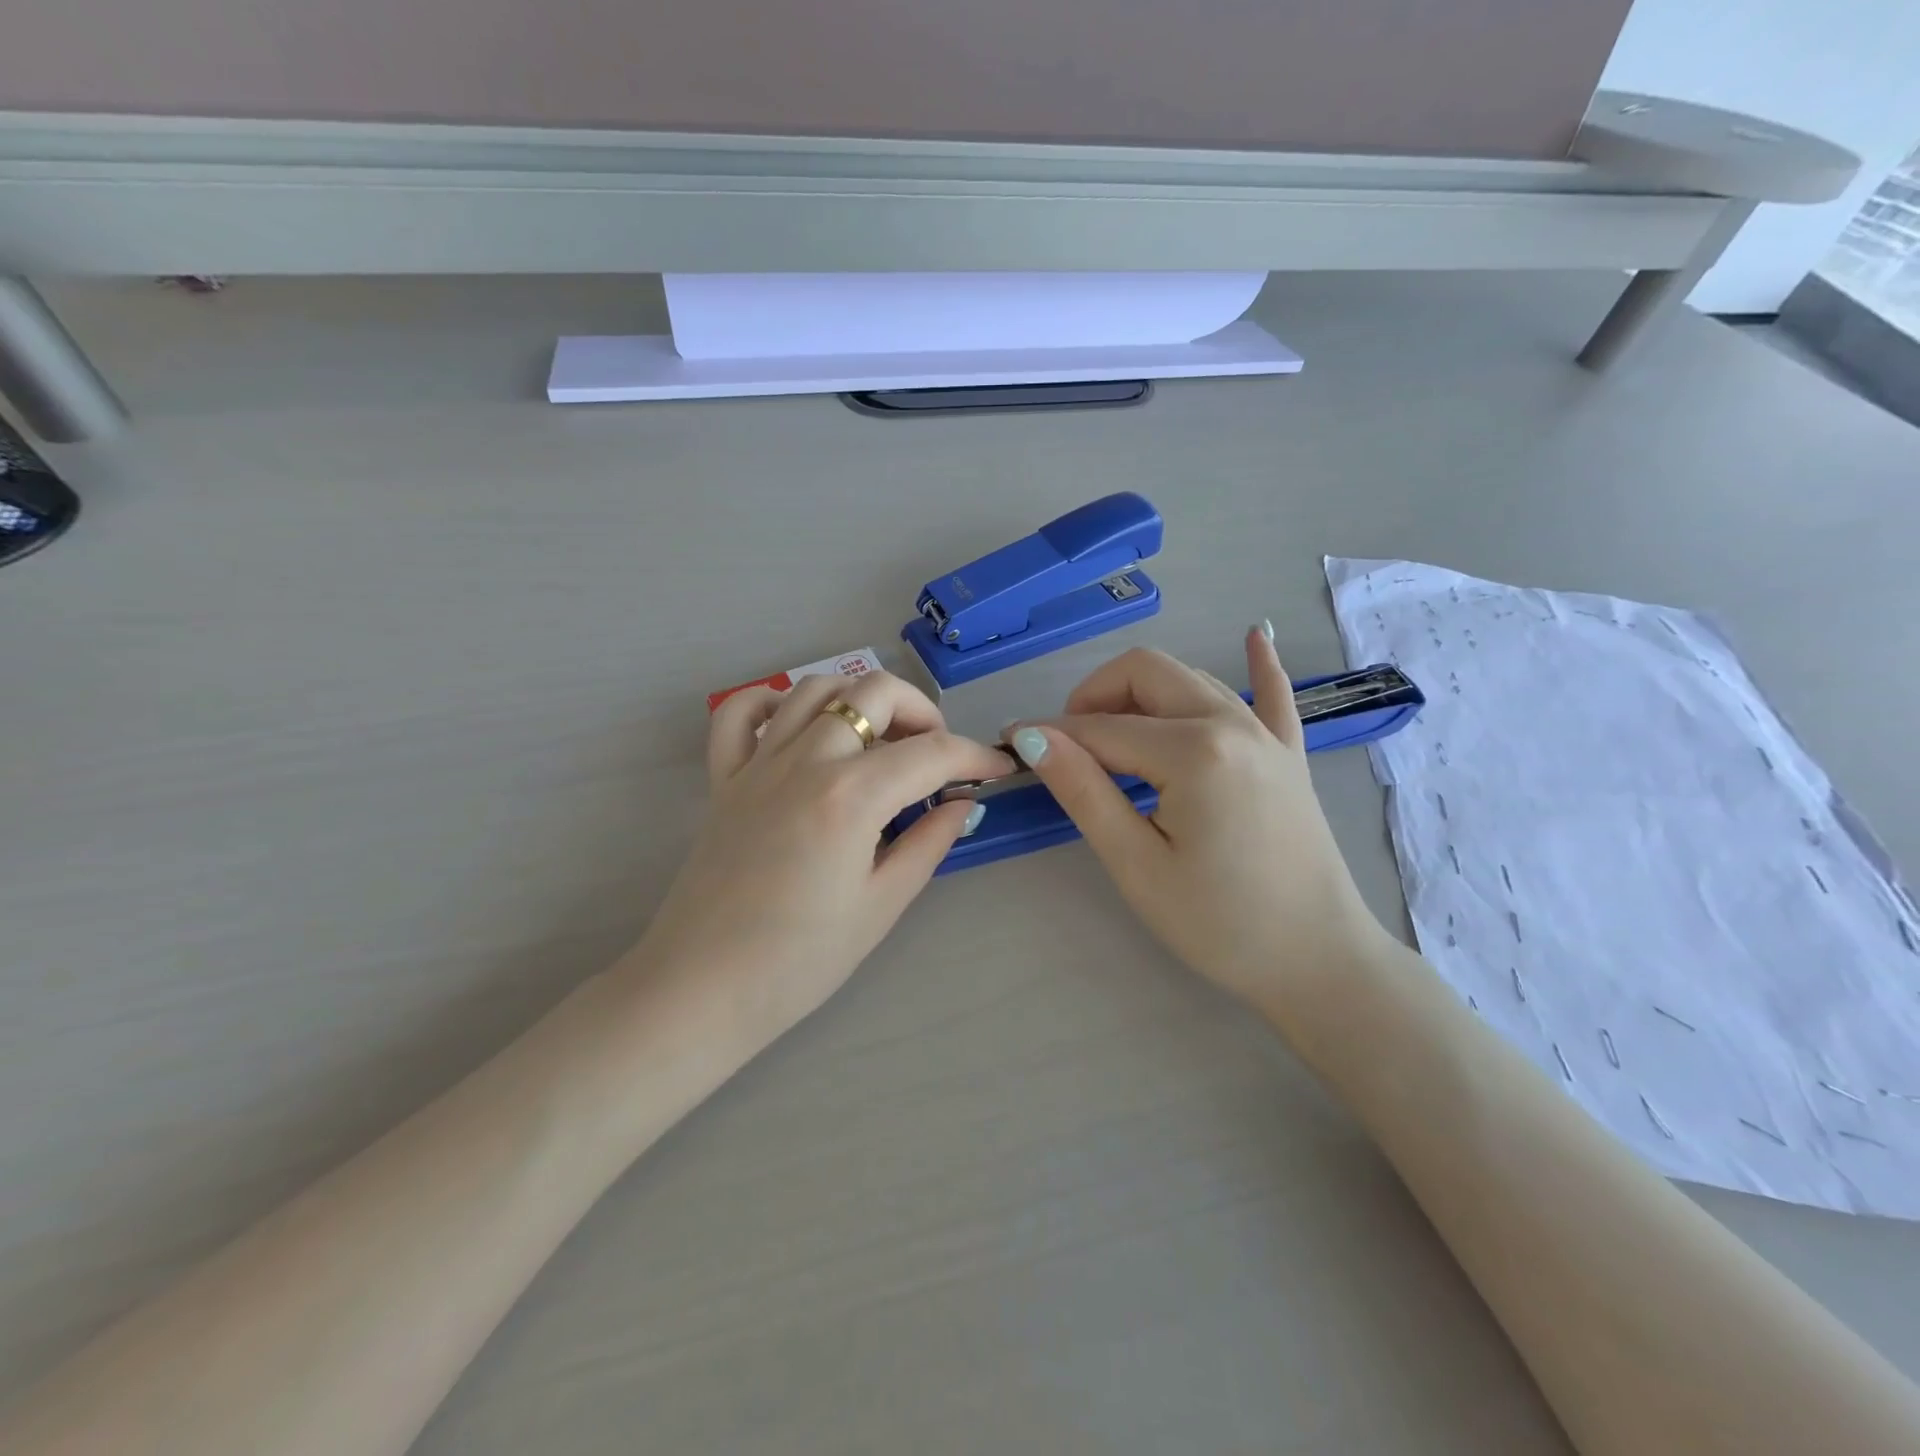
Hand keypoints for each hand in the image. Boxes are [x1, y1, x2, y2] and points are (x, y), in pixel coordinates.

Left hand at [635, 671, 1010, 1048]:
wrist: (702, 988)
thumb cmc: (799, 961)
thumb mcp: (881, 906)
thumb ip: (928, 844)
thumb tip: (962, 805)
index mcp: (849, 796)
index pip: (929, 753)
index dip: (973, 756)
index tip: (996, 770)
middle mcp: (805, 761)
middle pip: (875, 692)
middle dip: (922, 712)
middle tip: (936, 757)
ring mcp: (758, 763)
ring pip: (816, 688)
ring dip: (861, 699)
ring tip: (881, 741)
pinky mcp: (723, 778)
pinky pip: (742, 713)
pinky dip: (776, 702)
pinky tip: (803, 728)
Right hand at [1008, 630, 1392, 1014]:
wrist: (1318, 962)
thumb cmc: (1220, 924)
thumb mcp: (1137, 864)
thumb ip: (1085, 791)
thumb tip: (1034, 738)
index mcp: (1193, 751)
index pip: (1101, 727)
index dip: (1051, 735)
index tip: (1012, 744)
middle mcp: (1231, 723)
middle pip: (1146, 674)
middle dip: (1094, 698)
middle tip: (1067, 747)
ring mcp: (1267, 734)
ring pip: (1191, 679)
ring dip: (1142, 692)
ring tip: (1113, 736)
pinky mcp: (1288, 754)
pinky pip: (1272, 695)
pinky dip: (1258, 664)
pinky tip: (1256, 629)